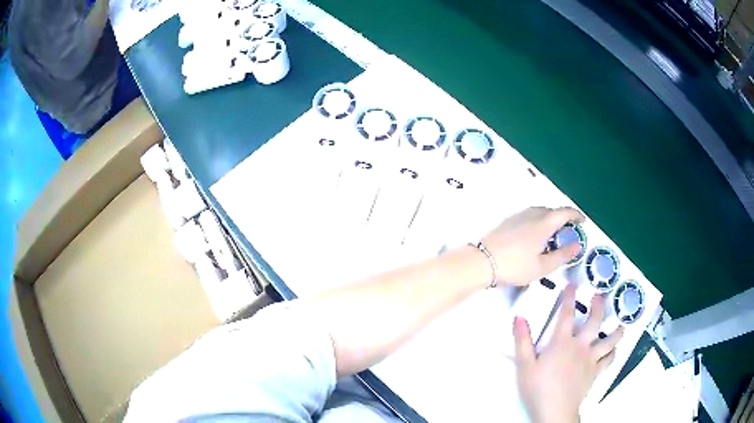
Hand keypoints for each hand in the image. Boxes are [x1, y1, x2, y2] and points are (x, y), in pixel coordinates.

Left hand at [482, 207, 583, 286]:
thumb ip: (562, 255)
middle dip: (563, 218)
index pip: (565, 212)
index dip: (576, 215)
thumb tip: (578, 245)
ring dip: (550, 219)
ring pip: (540, 212)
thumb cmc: (515, 266)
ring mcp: (518, 216)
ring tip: (553, 236)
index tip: (582, 221)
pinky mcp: (507, 221)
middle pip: (552, 211)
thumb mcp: (542, 267)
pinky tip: (535, 237)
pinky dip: (538, 222)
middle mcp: (532, 214)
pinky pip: (529, 216)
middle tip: (568, 233)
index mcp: (543, 223)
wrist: (481, 261)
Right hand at [514, 285, 624, 422]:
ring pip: (609, 340)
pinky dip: (613, 353)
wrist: (555, 411)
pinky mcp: (595, 373)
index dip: (569, 297)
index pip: (566, 314)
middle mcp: (581, 346)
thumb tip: (519, 317)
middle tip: (600, 296)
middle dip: (598, 306)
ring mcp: (591, 359)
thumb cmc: (538, 388)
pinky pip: (609, 360)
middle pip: (594, 321)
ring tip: (620, 324)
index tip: (572, 284)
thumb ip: (523, 341)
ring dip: (616, 330)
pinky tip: (614, 350)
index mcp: (562, 342)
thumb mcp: (524, 365)